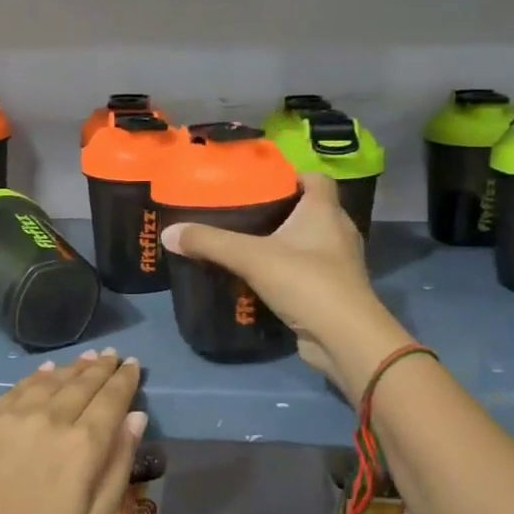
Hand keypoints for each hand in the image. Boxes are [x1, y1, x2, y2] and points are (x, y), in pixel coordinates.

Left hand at [0, 351, 144, 513]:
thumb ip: (118, 466)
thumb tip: (136, 418)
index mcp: (83, 445)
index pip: (112, 399)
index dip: (125, 379)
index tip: (132, 364)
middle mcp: (50, 419)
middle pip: (82, 384)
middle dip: (101, 368)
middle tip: (113, 355)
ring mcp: (12, 417)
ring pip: (51, 381)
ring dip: (73, 368)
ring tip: (87, 358)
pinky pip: (17, 390)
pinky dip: (38, 377)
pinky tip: (46, 372)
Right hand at [162, 174, 413, 401]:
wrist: (344, 338)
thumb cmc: (306, 282)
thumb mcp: (252, 257)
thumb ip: (210, 243)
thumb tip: (169, 233)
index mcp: (325, 211)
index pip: (315, 178)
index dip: (290, 175)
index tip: (259, 182)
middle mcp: (337, 231)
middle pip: (309, 210)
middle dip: (279, 210)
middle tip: (241, 213)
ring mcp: (338, 264)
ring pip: (307, 242)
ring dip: (282, 243)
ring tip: (246, 244)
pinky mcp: (331, 291)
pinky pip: (306, 271)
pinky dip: (286, 271)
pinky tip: (259, 278)